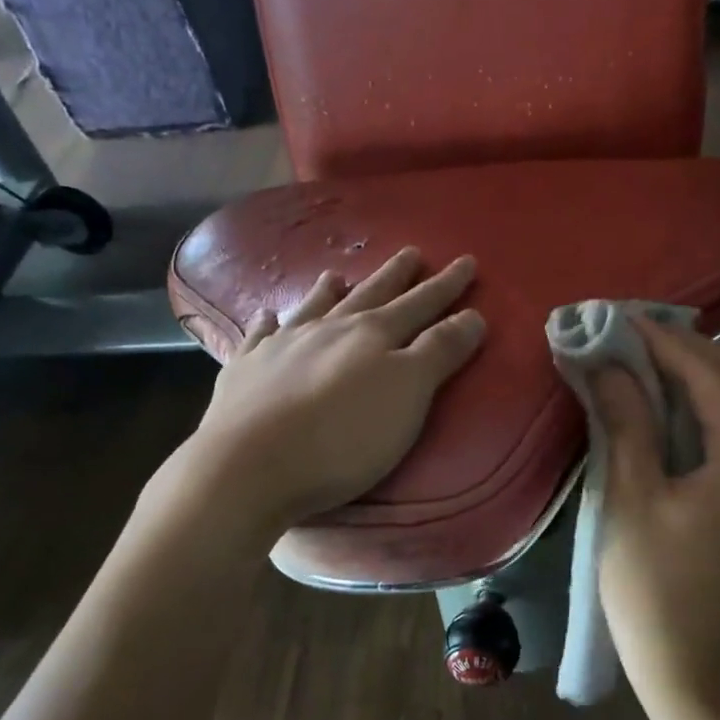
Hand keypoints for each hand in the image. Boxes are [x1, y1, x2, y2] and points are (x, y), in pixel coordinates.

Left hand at [151, 247, 485, 536]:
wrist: (250, 466)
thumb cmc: (343, 436)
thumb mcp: (408, 393)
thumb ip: (440, 352)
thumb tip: (472, 314)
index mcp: (372, 335)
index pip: (420, 304)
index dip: (446, 286)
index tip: (466, 262)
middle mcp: (328, 330)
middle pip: (369, 296)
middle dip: (395, 276)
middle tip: (411, 253)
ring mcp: (282, 347)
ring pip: (312, 309)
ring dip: (328, 292)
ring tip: (336, 275)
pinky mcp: (246, 372)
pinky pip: (260, 337)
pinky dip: (267, 324)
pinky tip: (267, 317)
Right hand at [594, 321, 719, 713]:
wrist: (695, 671)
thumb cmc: (654, 589)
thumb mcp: (632, 500)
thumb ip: (626, 422)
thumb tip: (606, 363)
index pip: (712, 374)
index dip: (664, 341)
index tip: (620, 318)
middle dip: (691, 349)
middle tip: (635, 333)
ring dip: (703, 374)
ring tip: (648, 358)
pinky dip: (711, 407)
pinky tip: (673, 406)